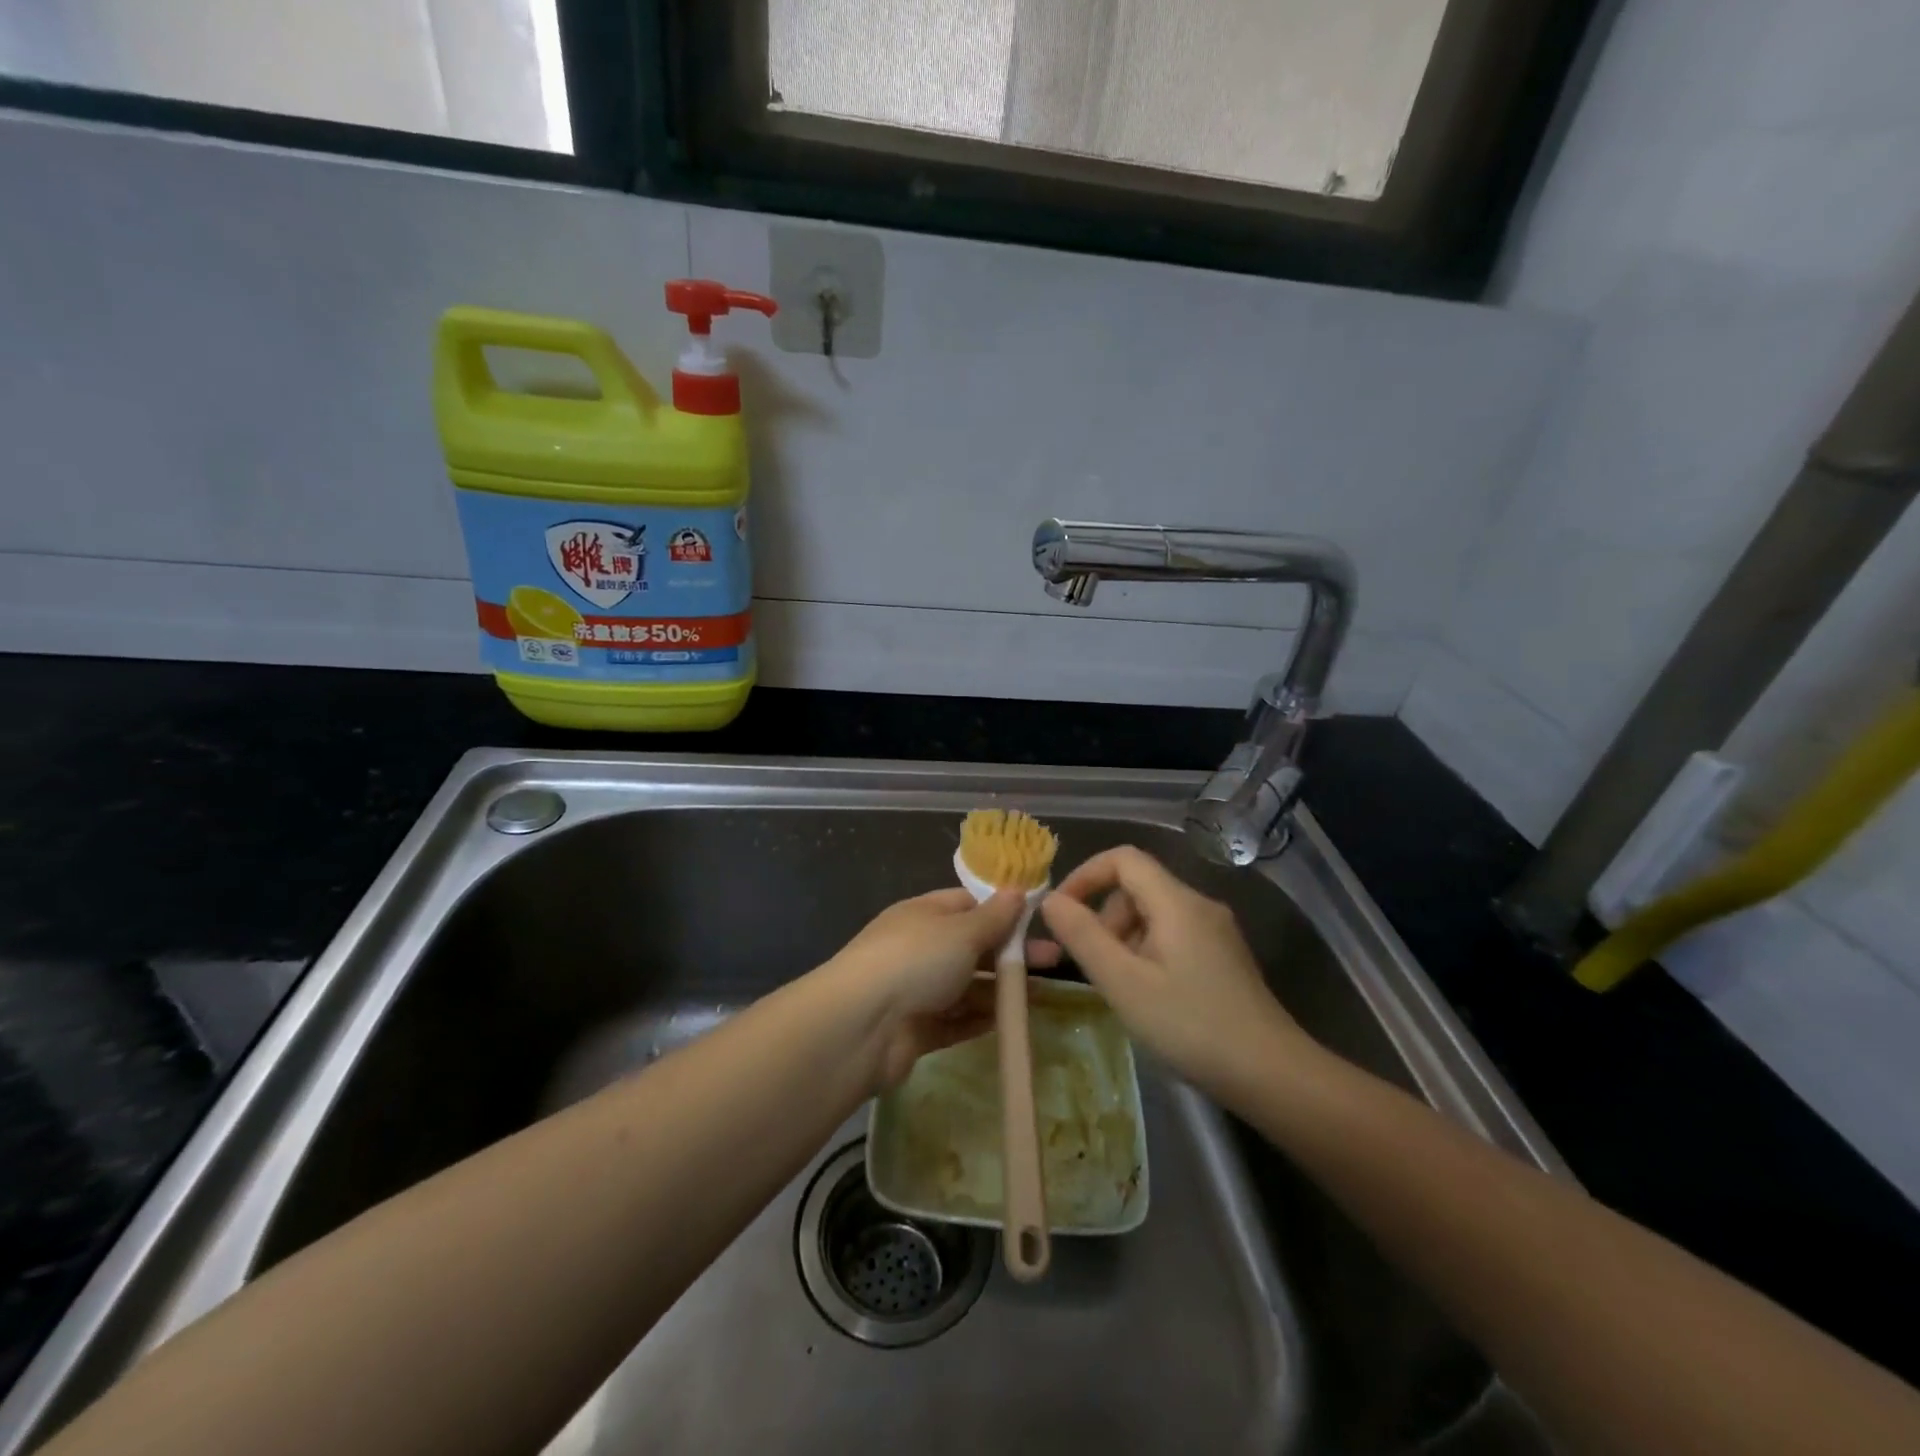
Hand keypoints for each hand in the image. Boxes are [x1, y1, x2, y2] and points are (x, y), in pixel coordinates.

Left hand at [823, 888, 1025, 1090]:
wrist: (861, 1026)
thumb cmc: (915, 960)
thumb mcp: (961, 930)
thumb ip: (993, 916)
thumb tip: (1016, 890)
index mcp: (924, 914)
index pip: (968, 904)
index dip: (1002, 909)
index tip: (1038, 918)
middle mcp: (919, 948)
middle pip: (972, 946)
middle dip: (1011, 953)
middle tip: (1054, 961)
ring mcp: (917, 990)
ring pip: (967, 986)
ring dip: (1000, 989)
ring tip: (1040, 995)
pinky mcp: (917, 1029)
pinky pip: (956, 1021)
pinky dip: (981, 1020)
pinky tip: (1011, 1022)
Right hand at [1031, 846, 1312, 1100]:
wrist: (1272, 1075)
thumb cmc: (1190, 1025)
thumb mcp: (1124, 982)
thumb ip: (1083, 936)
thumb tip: (1050, 900)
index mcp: (1177, 902)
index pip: (1123, 858)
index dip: (1085, 875)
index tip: (1061, 912)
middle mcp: (1199, 905)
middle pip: (1138, 887)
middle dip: (1104, 916)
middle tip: (1090, 963)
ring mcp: (1216, 932)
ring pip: (1154, 914)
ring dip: (1124, 938)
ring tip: (1118, 986)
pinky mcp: (1223, 957)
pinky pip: (1173, 936)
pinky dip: (1147, 953)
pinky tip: (1147, 995)